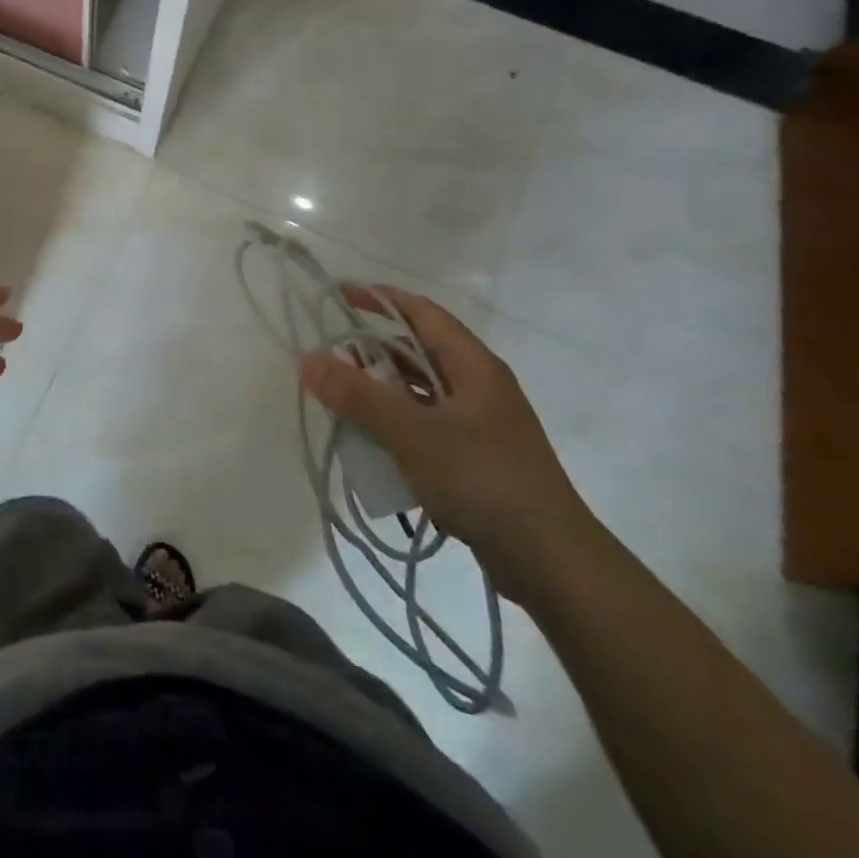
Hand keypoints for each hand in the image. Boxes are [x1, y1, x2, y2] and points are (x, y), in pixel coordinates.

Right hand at [298, 287, 594, 600]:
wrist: (551, 562)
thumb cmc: (482, 479)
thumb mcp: (412, 433)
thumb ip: (358, 395)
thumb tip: (307, 359)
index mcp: (474, 366)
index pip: (423, 313)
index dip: (381, 299)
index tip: (339, 295)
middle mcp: (480, 387)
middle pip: (419, 353)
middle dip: (373, 353)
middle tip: (330, 361)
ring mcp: (482, 426)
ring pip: (421, 393)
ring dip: (383, 394)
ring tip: (342, 404)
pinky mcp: (478, 461)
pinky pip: (428, 427)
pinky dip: (397, 428)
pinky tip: (373, 448)